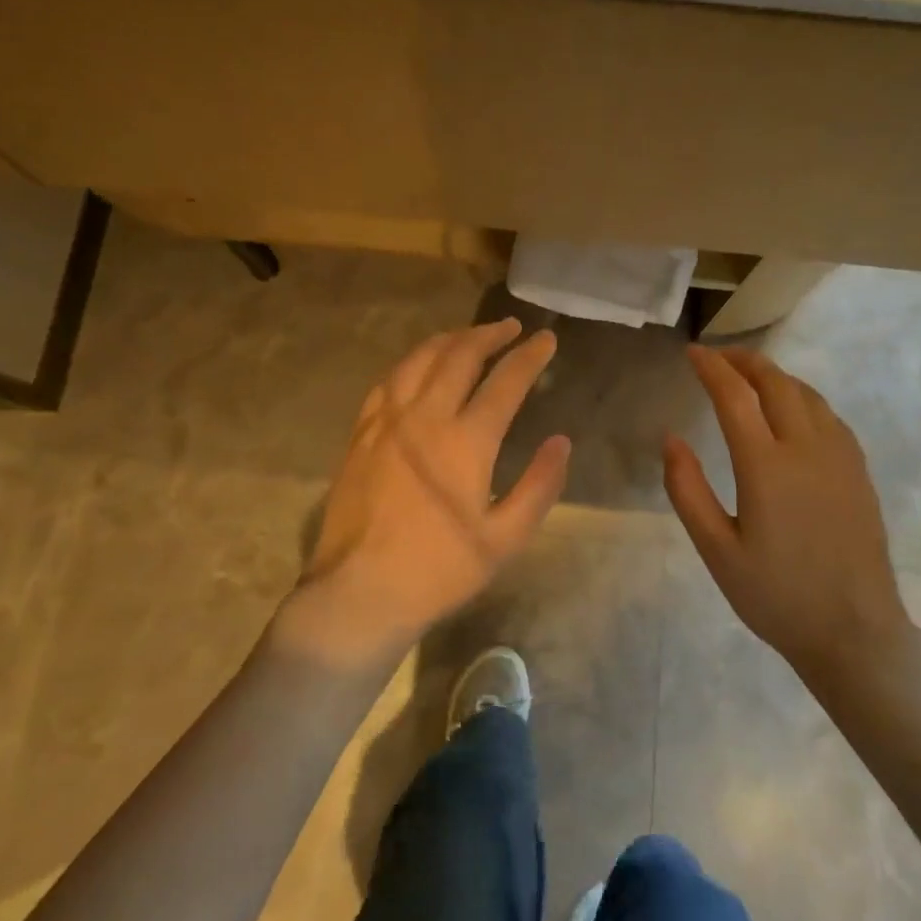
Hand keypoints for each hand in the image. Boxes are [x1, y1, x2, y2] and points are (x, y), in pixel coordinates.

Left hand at [289, 319, 570, 666]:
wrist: (360, 591)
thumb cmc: (440, 570)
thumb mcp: (505, 539)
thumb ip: (539, 486)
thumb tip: (561, 442)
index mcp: (465, 441)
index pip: (505, 382)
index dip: (530, 356)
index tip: (546, 339)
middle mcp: (425, 417)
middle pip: (459, 356)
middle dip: (489, 335)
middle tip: (511, 328)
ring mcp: (387, 422)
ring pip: (419, 361)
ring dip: (449, 340)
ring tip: (469, 336)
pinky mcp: (361, 434)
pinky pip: (388, 382)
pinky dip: (411, 364)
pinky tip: (418, 367)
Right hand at [663, 346, 909, 680]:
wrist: (854, 633)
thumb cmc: (776, 595)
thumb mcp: (716, 550)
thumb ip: (687, 489)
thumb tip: (671, 438)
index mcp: (766, 466)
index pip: (734, 396)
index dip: (711, 368)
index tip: (691, 353)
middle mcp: (806, 448)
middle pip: (775, 382)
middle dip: (743, 361)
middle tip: (717, 357)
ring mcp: (839, 457)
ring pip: (806, 393)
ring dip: (775, 375)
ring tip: (749, 376)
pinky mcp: (858, 471)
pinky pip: (829, 415)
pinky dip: (802, 396)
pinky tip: (792, 409)